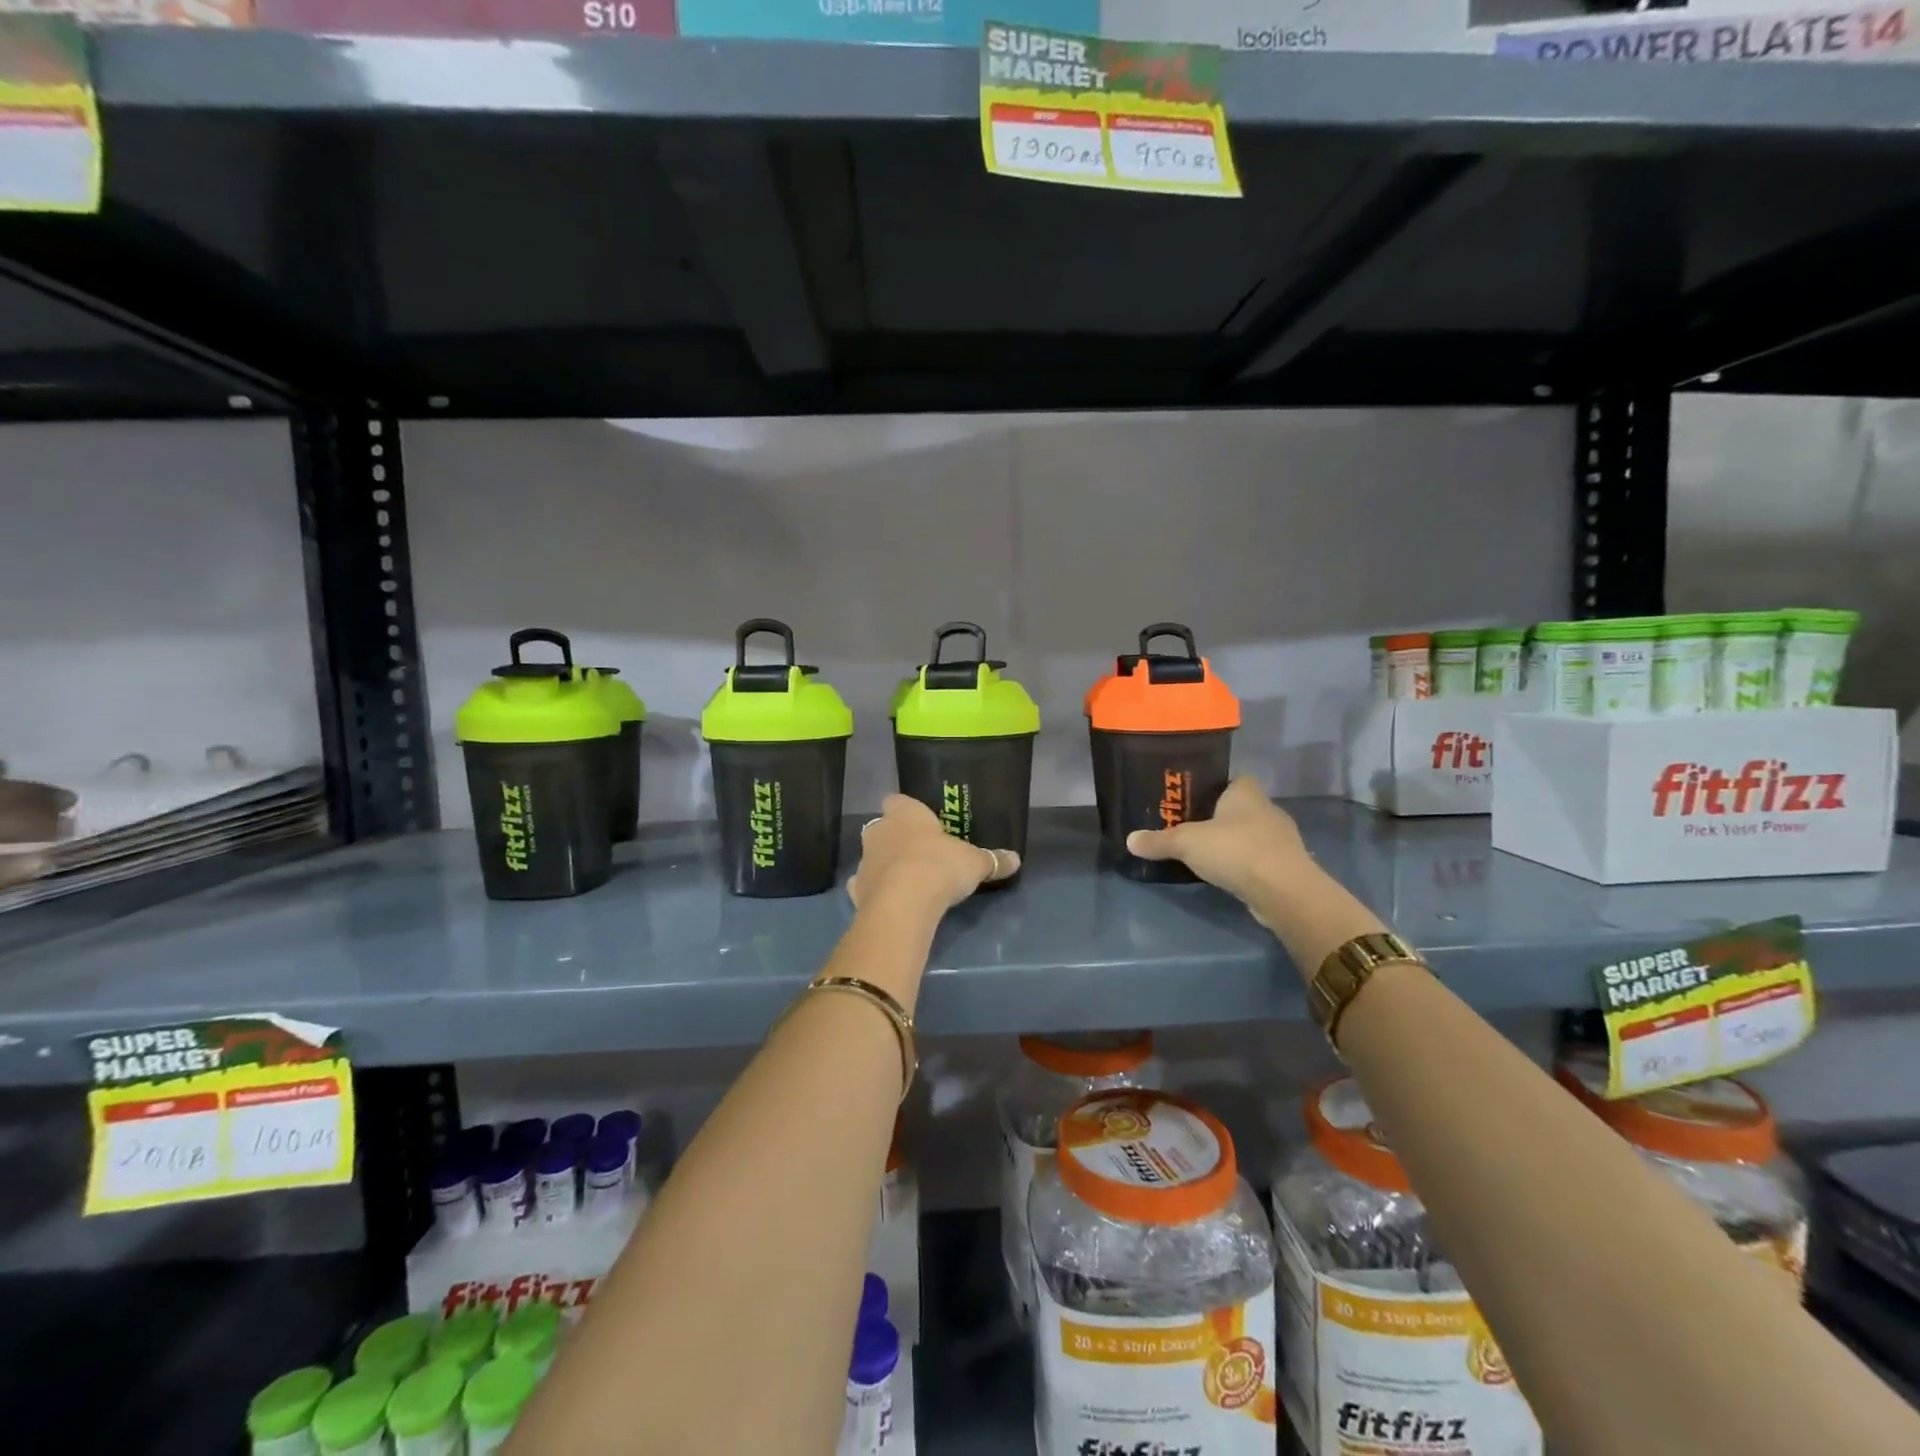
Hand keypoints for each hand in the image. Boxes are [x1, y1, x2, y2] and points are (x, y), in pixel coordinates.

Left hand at [848, 795, 1019, 915]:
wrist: (903, 903)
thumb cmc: (939, 866)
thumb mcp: (975, 862)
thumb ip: (992, 859)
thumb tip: (1016, 859)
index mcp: (905, 813)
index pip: (898, 800)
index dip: (908, 810)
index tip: (922, 822)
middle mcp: (879, 831)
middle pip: (883, 828)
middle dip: (896, 838)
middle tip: (920, 853)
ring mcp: (864, 861)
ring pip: (872, 857)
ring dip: (885, 866)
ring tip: (907, 882)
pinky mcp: (856, 891)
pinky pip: (865, 887)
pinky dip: (876, 892)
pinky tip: (891, 902)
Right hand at [1126, 777, 1307, 908]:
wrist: (1284, 891)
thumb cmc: (1235, 850)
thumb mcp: (1186, 843)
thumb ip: (1158, 841)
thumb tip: (1129, 840)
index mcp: (1246, 792)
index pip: (1233, 779)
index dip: (1215, 787)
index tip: (1193, 799)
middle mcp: (1268, 810)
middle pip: (1241, 808)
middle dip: (1220, 817)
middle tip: (1192, 828)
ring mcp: (1282, 840)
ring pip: (1252, 834)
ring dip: (1234, 843)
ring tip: (1206, 855)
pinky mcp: (1287, 867)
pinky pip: (1260, 859)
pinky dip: (1245, 865)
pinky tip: (1228, 876)